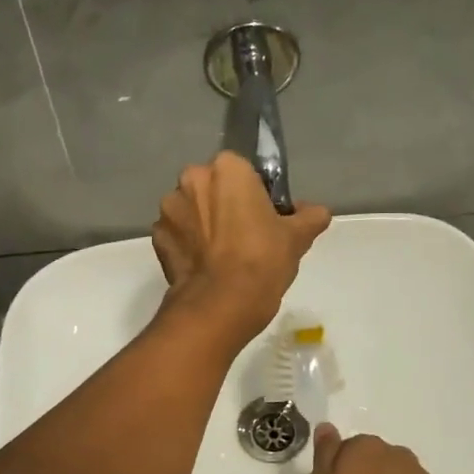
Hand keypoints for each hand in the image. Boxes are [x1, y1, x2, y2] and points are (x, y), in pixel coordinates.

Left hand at [151, 152, 330, 341]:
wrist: (222, 304)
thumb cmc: (263, 260)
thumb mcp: (297, 237)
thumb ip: (310, 216)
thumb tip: (316, 212)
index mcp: (227, 169)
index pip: (242, 171)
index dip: (254, 194)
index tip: (264, 217)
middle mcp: (192, 179)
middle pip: (212, 187)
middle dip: (224, 205)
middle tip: (245, 237)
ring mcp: (169, 209)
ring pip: (191, 210)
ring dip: (203, 225)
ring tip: (222, 256)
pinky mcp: (158, 238)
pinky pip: (177, 235)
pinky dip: (188, 246)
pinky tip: (205, 267)